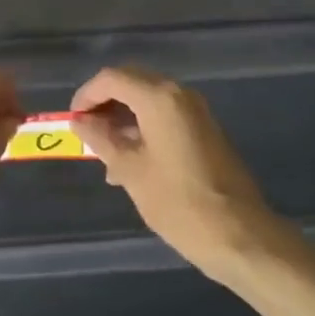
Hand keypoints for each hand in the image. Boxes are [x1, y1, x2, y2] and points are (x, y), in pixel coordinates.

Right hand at [72, 67, 281, 280]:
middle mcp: (179, 94)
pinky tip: (132, 163)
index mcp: (159, 98)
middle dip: (104, 103)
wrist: (242, 236)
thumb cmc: (179, 203)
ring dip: (123, 118)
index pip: (112, 78)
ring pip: (148, 100)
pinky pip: (165, 116)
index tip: (72, 120)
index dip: (86, 95)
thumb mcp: (130, 171)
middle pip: (131, 83)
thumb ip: (101, 139)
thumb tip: (80, 122)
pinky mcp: (205, 130)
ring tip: (105, 156)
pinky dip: (143, 128)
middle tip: (86, 132)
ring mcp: (196, 112)